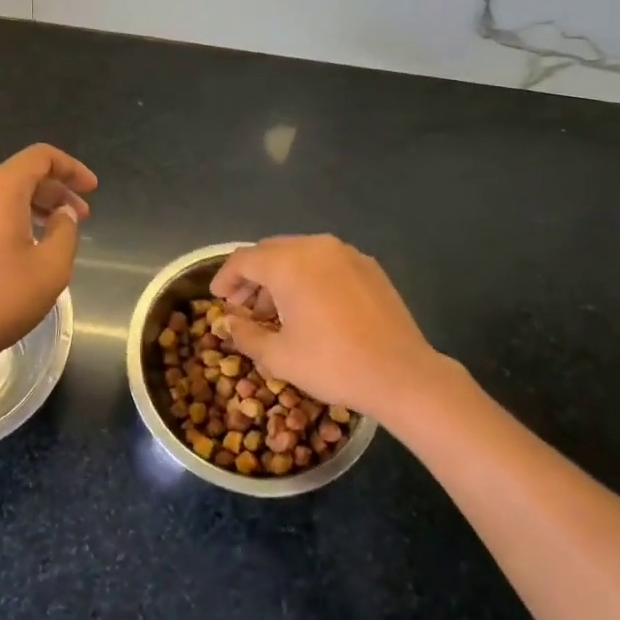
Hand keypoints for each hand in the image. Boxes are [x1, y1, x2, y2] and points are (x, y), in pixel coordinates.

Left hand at [0, 144, 96, 368]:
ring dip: (34, 205)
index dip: (71, 168)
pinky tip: (25, 246)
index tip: (91, 189)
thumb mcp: (51, 267)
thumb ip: (65, 231)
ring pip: (2, 194)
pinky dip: (11, 217)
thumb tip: (62, 214)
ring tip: (56, 232)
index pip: (41, 157)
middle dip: (56, 190)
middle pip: (21, 174)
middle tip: (81, 216)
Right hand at [212, 235, 443, 421]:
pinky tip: (310, 306)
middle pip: (271, 251)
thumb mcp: (279, 356)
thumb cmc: (332, 363)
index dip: (225, 278)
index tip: (218, 298)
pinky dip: (309, 276)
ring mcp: (346, 253)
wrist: (401, 373)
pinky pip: (326, 262)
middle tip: (242, 305)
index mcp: (288, 263)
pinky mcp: (368, 266)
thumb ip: (247, 334)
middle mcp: (315, 246)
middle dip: (252, 276)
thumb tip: (230, 323)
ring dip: (280, 275)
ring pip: (300, 254)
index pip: (244, 260)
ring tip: (275, 309)